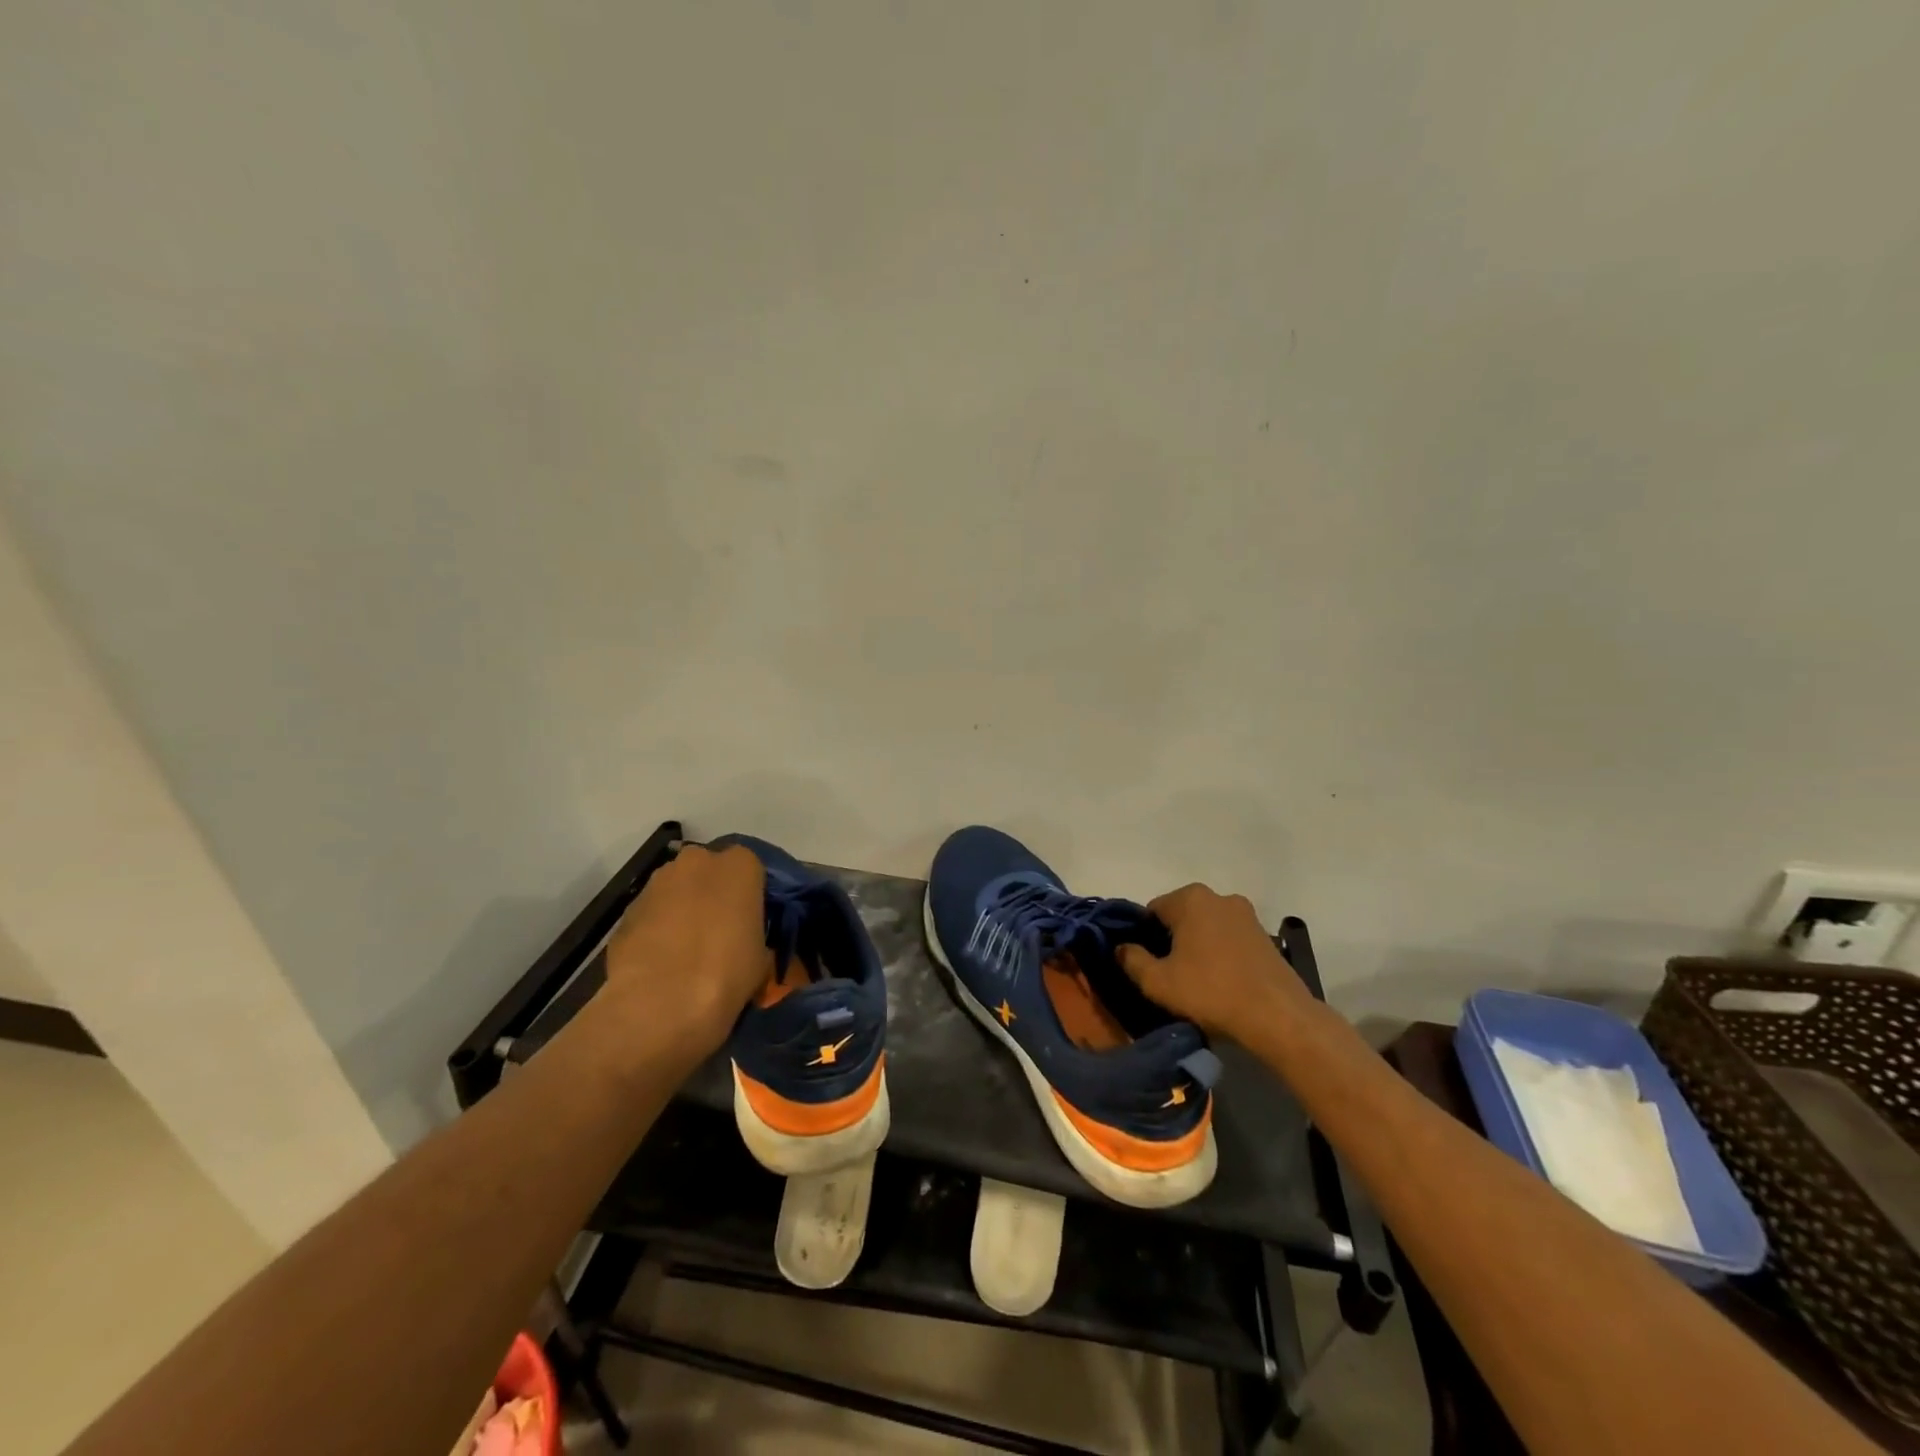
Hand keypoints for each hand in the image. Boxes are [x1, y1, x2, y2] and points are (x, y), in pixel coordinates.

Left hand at [604, 844, 768, 1055]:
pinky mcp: (627, 909)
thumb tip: (743, 940)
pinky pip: (652, 914)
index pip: (752, 869)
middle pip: (710, 872)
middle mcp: (697, 861)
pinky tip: (660, 961)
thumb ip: (754, 933)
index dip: (750, 896)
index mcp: (740, 865)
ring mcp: (657, 882)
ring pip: (677, 890)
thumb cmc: (726, 973)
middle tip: (719, 932)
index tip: (751, 921)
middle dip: (713, 895)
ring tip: (686, 951)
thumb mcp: (762, 955)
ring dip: (682, 910)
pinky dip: (657, 929)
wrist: (659, 1004)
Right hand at [1116, 883, 1307, 1038]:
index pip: (1152, 911)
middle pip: (1181, 917)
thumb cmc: (1211, 992)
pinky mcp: (1266, 936)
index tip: (1146, 964)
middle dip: (1172, 940)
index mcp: (1190, 898)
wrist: (1278, 1017)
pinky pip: (1229, 939)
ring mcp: (1247, 915)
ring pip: (1207, 928)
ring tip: (1196, 982)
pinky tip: (1221, 982)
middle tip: (1168, 974)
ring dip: (1197, 947)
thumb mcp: (1158, 982)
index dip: (1144, 937)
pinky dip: (1221, 954)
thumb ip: (1132, 960)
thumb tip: (1122, 948)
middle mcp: (1219, 897)